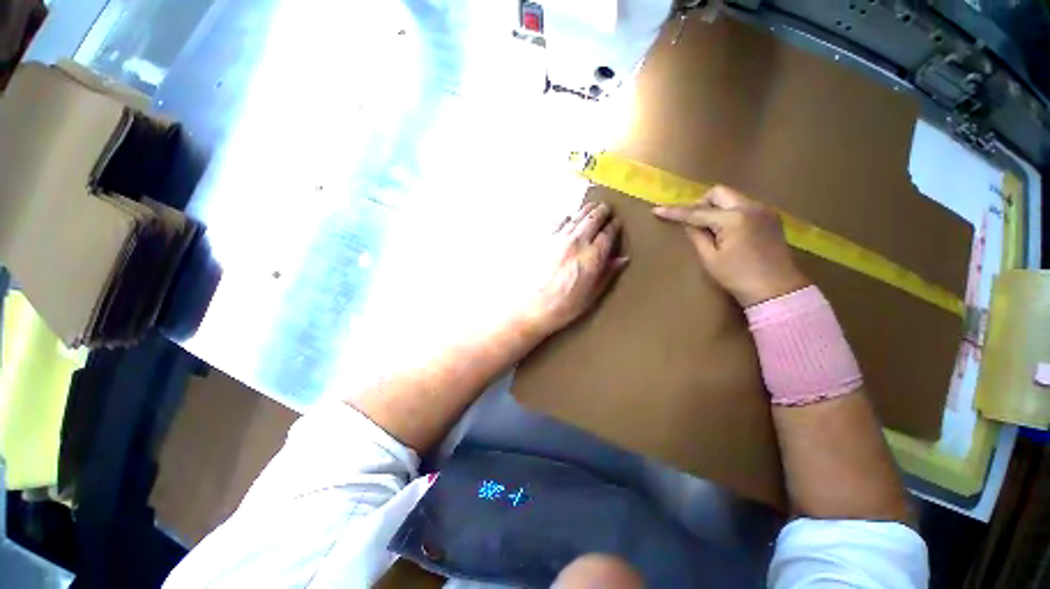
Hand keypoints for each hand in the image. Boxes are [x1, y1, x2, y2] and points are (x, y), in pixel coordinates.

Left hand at [519, 202, 628, 334]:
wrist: (530, 307)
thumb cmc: (563, 307)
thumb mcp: (591, 296)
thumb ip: (607, 274)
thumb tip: (622, 259)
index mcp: (592, 257)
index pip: (608, 234)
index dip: (614, 226)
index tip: (617, 223)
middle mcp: (577, 242)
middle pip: (593, 219)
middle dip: (602, 212)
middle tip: (607, 208)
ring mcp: (558, 239)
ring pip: (577, 217)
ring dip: (586, 210)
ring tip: (592, 207)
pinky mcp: (543, 240)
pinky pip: (558, 222)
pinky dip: (567, 217)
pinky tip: (568, 217)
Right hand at [653, 186, 808, 306]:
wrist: (777, 289)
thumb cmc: (738, 277)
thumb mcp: (710, 259)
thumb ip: (697, 236)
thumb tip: (688, 223)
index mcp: (734, 219)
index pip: (697, 212)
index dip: (675, 212)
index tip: (657, 210)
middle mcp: (751, 207)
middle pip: (719, 192)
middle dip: (701, 203)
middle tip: (693, 221)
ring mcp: (764, 210)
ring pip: (732, 197)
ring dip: (716, 207)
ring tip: (710, 229)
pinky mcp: (771, 217)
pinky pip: (744, 205)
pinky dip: (730, 212)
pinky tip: (727, 230)